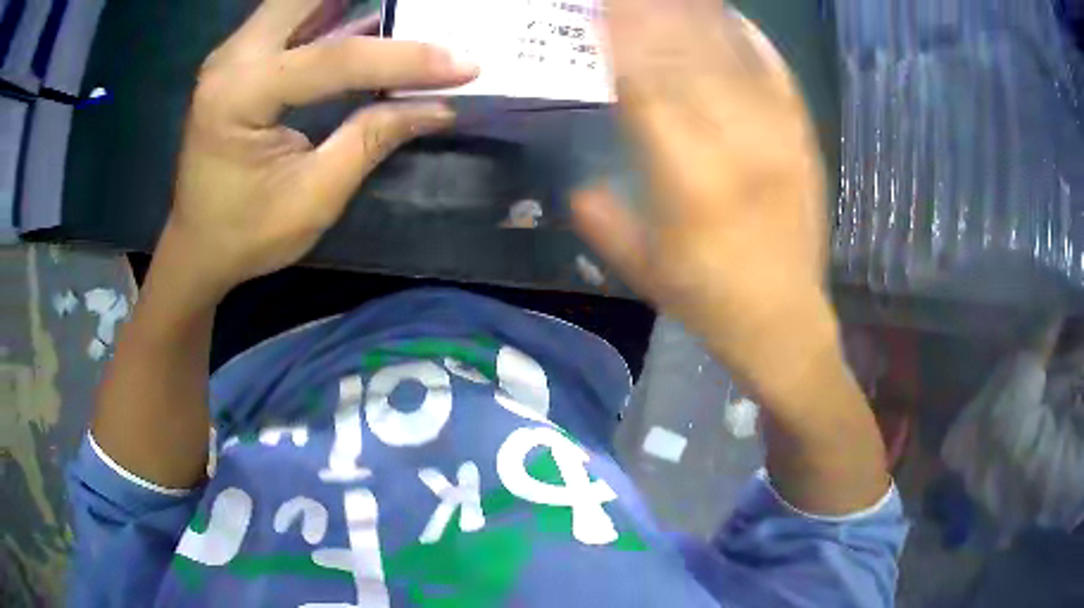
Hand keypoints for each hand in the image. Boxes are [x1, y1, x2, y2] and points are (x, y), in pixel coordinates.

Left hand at [165, 0, 477, 298]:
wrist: (196, 248)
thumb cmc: (245, 235)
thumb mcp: (313, 197)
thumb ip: (371, 139)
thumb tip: (438, 106)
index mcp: (239, 97)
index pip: (333, 59)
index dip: (405, 60)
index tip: (465, 65)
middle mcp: (231, 60)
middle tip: (418, 11)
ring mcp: (233, 55)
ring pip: (298, 2)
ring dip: (348, 3)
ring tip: (401, 13)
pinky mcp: (241, 60)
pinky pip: (292, 19)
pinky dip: (332, 13)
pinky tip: (368, 18)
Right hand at [574, 0, 834, 394]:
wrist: (784, 321)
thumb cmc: (707, 298)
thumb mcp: (639, 265)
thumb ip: (600, 217)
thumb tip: (576, 185)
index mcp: (685, 175)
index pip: (643, 81)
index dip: (619, 33)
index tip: (603, 5)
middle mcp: (733, 143)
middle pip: (687, 53)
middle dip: (653, 9)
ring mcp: (776, 136)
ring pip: (731, 54)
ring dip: (697, 12)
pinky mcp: (802, 140)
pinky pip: (776, 74)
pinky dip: (752, 38)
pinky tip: (731, 15)